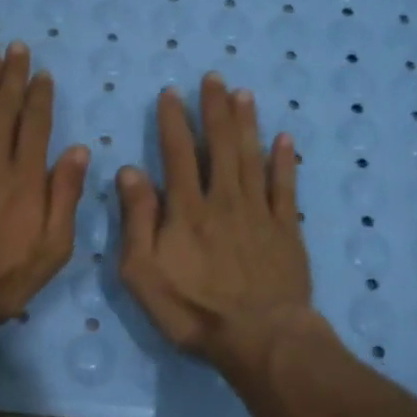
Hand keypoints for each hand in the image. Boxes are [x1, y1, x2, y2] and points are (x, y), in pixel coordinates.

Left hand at [0, 42, 89, 341]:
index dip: (40, 97)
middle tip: (16, 47)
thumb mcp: (53, 248)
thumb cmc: (3, 277)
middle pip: (5, 110)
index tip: (43, 74)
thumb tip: (79, 149)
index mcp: (27, 178)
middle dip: (12, 76)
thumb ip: (65, 196)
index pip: (36, 125)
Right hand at [117, 73, 316, 381]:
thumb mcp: (143, 273)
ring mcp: (259, 212)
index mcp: (186, 210)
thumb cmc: (192, 310)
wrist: (259, 338)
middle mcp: (223, 200)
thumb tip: (130, 172)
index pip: (177, 154)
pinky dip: (285, 161)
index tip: (171, 94)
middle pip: (219, 145)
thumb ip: (137, 220)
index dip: (173, 121)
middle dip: (214, 109)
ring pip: (251, 157)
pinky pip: (285, 187)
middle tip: (214, 78)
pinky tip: (284, 139)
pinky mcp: (286, 230)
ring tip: (243, 94)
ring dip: (246, 124)